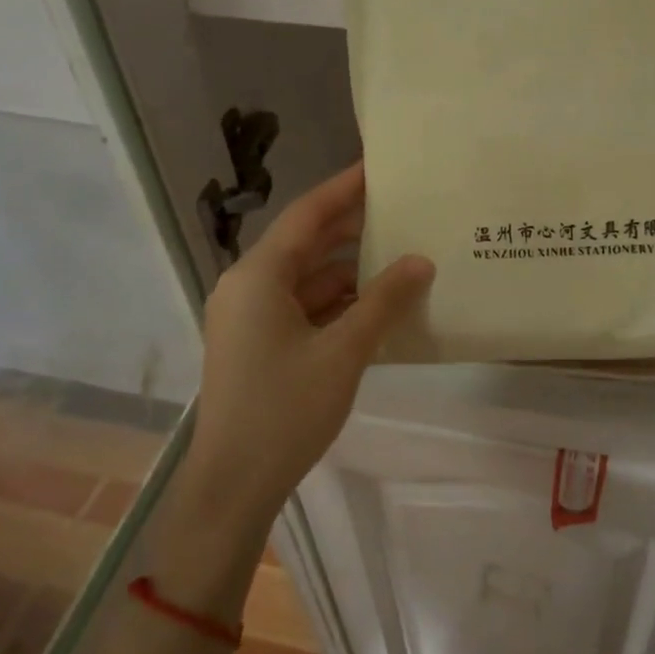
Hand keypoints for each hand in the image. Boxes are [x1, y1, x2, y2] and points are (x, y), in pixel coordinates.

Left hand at [175, 163, 433, 542]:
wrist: (232, 486)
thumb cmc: (285, 411)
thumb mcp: (344, 352)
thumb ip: (384, 301)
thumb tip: (421, 261)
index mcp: (258, 276)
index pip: (307, 215)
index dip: (344, 187)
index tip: (379, 167)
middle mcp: (248, 286)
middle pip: (306, 242)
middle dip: (352, 227)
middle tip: (401, 208)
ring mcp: (250, 316)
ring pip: (306, 277)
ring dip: (348, 269)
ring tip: (399, 254)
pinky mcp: (257, 343)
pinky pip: (301, 306)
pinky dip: (336, 301)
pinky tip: (376, 303)